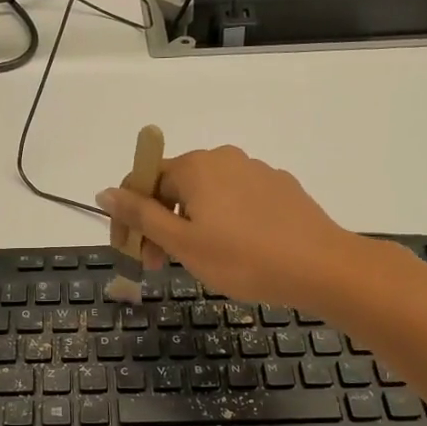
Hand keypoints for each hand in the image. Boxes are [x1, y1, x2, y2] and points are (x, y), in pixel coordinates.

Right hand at [97, 146, 360, 308]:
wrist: (322, 267)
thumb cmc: (243, 258)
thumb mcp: (182, 242)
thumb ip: (140, 215)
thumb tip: (104, 191)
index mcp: (195, 166)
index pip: (144, 181)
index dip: (131, 218)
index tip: (134, 254)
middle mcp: (224, 158)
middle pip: (175, 187)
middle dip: (161, 224)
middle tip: (162, 265)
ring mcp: (257, 171)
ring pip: (207, 196)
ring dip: (191, 225)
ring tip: (200, 262)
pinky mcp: (281, 189)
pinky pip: (237, 201)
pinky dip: (223, 222)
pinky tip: (236, 252)